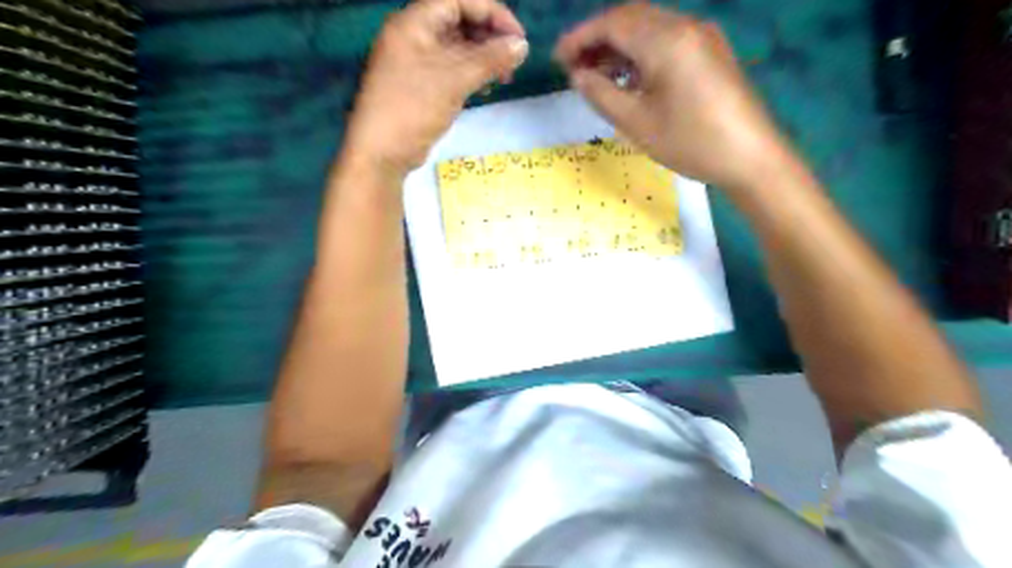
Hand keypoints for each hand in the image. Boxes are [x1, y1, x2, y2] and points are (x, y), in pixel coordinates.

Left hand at [342, 1, 525, 178]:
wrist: (381, 152)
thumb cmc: (413, 108)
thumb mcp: (454, 80)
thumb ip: (490, 59)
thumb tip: (522, 46)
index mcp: (414, 23)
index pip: (459, 1)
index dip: (492, 13)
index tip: (517, 38)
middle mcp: (413, 36)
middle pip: (458, 22)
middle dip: (489, 37)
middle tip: (513, 60)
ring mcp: (415, 61)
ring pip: (456, 48)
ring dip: (482, 58)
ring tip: (504, 77)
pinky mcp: (420, 85)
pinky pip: (450, 69)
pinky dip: (470, 74)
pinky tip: (485, 87)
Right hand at [557, 3, 785, 190]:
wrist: (751, 158)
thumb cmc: (690, 143)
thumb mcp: (637, 123)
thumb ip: (601, 94)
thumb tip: (578, 76)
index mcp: (667, 41)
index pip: (613, 24)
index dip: (581, 38)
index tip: (558, 59)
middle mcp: (685, 27)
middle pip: (631, 19)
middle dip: (598, 39)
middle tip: (574, 66)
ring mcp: (702, 37)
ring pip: (649, 29)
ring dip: (619, 46)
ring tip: (596, 74)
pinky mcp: (710, 52)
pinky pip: (667, 41)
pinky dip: (641, 53)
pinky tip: (629, 77)